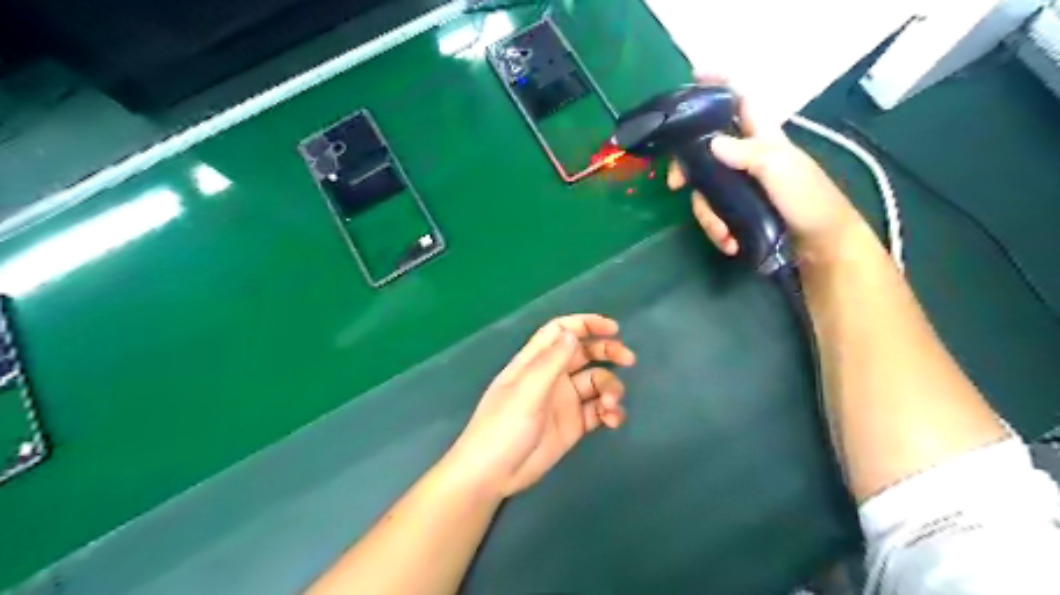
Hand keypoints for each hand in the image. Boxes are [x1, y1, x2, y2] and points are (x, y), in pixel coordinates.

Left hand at [449, 315, 636, 496]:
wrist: (494, 474)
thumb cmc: (503, 426)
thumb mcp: (527, 390)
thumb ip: (551, 361)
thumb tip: (573, 333)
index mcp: (535, 361)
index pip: (561, 331)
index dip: (586, 324)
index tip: (613, 328)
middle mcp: (552, 376)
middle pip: (584, 353)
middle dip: (607, 352)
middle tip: (628, 359)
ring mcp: (565, 400)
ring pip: (596, 382)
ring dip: (610, 388)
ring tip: (609, 405)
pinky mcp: (574, 424)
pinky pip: (599, 410)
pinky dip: (610, 411)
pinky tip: (612, 420)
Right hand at [670, 73, 859, 259]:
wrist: (821, 246)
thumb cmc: (809, 200)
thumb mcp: (782, 170)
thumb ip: (749, 153)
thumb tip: (711, 143)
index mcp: (762, 138)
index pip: (740, 101)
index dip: (720, 84)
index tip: (694, 77)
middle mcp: (746, 158)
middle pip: (705, 151)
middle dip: (687, 168)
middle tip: (676, 185)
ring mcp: (740, 187)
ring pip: (705, 190)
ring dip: (708, 216)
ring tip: (724, 235)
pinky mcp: (738, 212)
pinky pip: (714, 216)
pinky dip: (717, 231)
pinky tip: (729, 243)